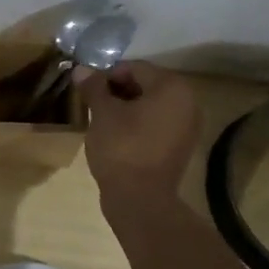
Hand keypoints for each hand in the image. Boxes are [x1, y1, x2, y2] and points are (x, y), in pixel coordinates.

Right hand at [74, 61, 200, 202]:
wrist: (140, 200)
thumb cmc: (122, 148)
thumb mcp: (102, 113)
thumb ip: (94, 87)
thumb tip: (81, 69)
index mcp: (172, 87)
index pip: (134, 68)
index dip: (107, 76)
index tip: (89, 90)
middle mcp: (188, 102)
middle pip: (145, 85)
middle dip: (118, 91)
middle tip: (94, 105)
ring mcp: (188, 126)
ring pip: (151, 105)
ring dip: (127, 108)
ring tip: (103, 121)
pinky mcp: (181, 146)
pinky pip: (157, 124)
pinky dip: (138, 124)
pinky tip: (118, 136)